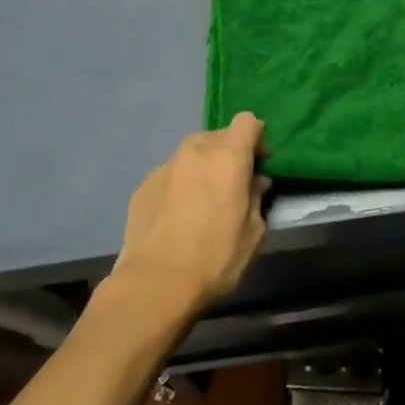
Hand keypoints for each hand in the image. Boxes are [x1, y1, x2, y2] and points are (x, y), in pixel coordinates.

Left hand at [112, 113, 269, 316]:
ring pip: (193, 154)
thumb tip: (256, 181)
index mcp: (228, 156)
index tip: (260, 162)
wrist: (155, 283)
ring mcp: (166, 165)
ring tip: (203, 200)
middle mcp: (196, 150)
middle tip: (234, 184)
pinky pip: (172, 174)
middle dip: (230, 153)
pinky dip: (180, 185)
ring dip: (203, 167)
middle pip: (219, 136)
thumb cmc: (214, 257)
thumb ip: (257, 198)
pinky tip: (178, 215)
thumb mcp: (253, 233)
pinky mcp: (144, 184)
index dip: (257, 137)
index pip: (247, 121)